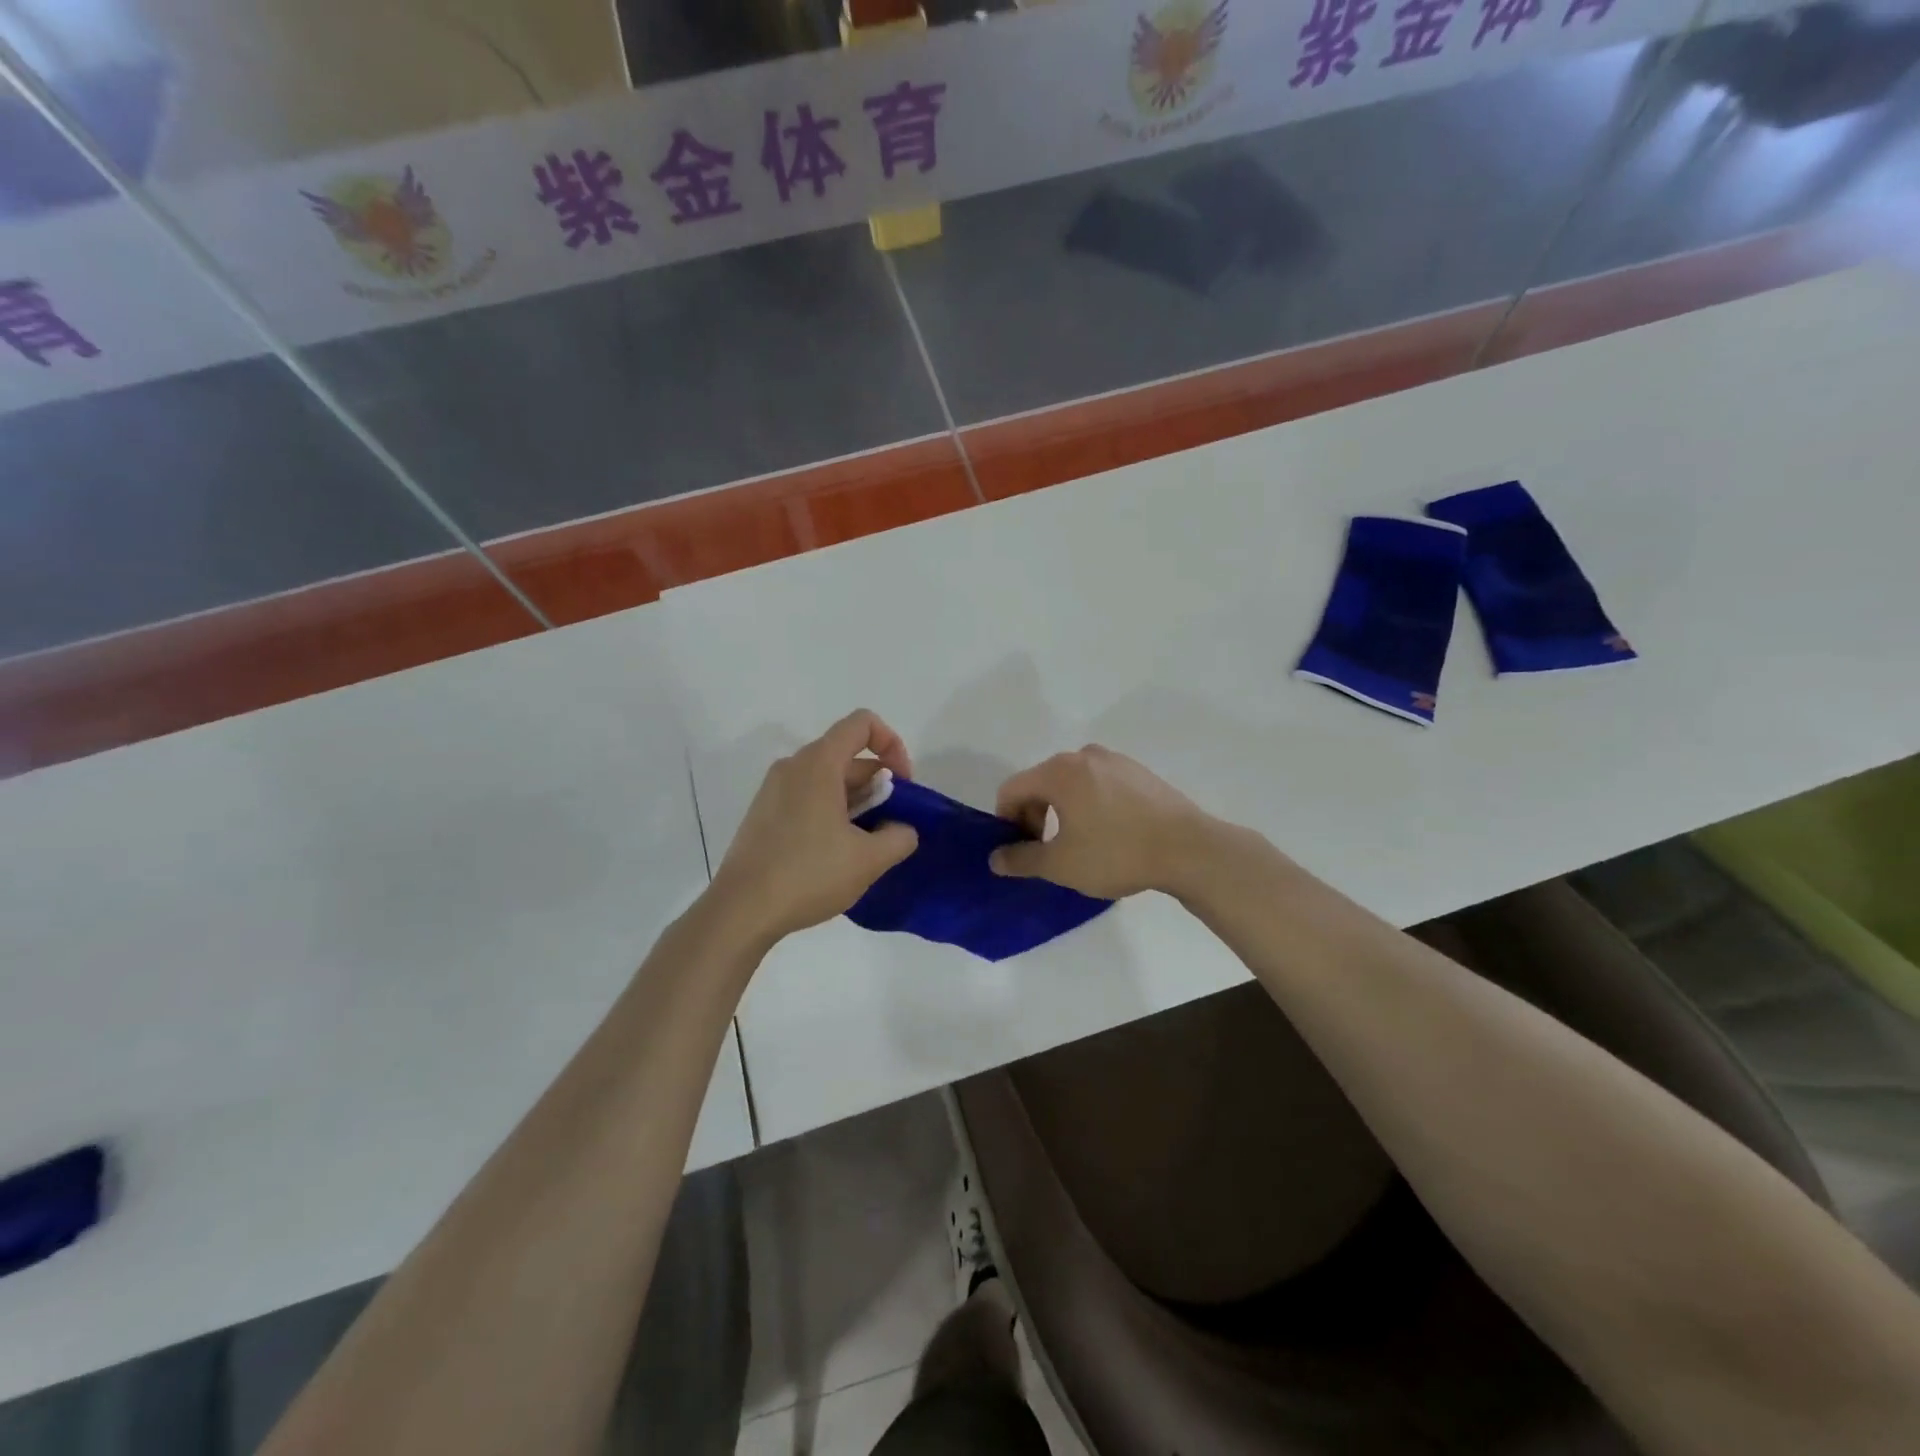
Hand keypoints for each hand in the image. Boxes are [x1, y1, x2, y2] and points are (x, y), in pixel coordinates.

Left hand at [710, 710, 920, 946]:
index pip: (862, 724)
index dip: (892, 745)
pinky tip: (835, 854)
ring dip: (857, 802)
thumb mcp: (869, 859)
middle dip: (878, 784)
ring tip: (865, 845)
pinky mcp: (763, 813)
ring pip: (827, 779)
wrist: (742, 910)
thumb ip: (900, 836)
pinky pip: (807, 797)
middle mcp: (793, 766)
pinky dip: (831, 812)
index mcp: (818, 763)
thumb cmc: (809, 874)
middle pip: (847, 755)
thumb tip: (902, 829)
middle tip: (889, 827)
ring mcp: (773, 789)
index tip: (902, 786)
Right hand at [989, 745, 1211, 899]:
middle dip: (1035, 815)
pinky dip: (1090, 804)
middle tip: (1047, 850)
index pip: (1012, 789)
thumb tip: (996, 858)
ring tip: (1080, 844)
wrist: (1189, 849)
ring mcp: (1115, 761)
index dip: (1006, 821)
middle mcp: (1084, 756)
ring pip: (1072, 783)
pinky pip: (1099, 784)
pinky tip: (1110, 833)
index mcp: (1059, 771)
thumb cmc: (1117, 853)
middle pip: (1041, 782)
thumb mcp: (1061, 864)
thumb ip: (1022, 859)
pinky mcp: (1139, 772)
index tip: (1020, 850)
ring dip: (1063, 810)